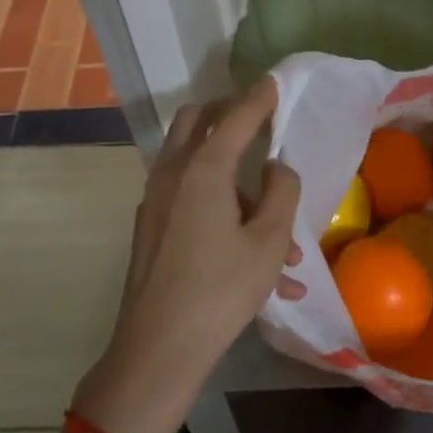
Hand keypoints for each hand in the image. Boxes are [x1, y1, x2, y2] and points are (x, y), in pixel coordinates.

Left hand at [73, 79, 301, 432]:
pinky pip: (189, 199)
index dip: (260, 96)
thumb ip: (282, 191)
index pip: (236, 115)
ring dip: (231, 173)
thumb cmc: (221, 291)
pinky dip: (219, 207)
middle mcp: (173, 173)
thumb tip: (276, 167)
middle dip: (228, 113)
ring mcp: (156, 200)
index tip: (277, 81)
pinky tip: (256, 261)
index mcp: (203, 168)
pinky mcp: (151, 226)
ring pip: (194, 162)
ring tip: (277, 226)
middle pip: (196, 121)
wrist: (157, 350)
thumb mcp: (269, 241)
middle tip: (258, 120)